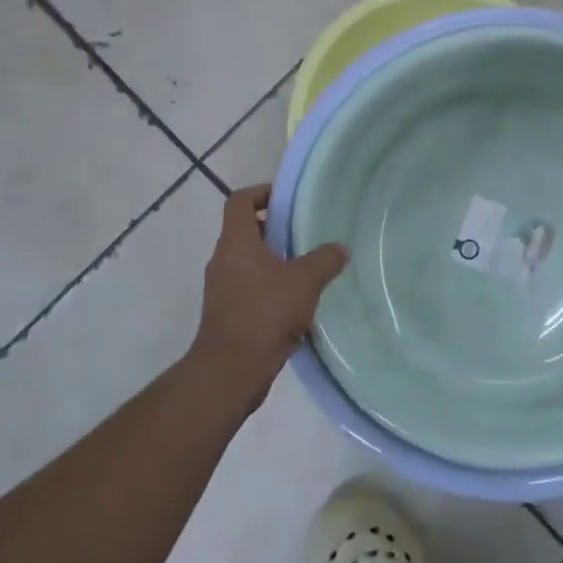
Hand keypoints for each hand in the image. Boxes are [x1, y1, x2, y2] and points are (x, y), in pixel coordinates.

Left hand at [189, 185, 348, 409]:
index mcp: (236, 242)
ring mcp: (221, 287)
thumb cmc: (265, 313)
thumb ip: (325, 260)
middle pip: (245, 229)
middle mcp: (223, 259)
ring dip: (273, 259)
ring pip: (247, 260)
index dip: (262, 192)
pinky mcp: (226, 311)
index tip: (288, 201)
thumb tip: (340, 248)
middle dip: (274, 228)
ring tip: (306, 267)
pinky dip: (269, 285)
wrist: (231, 370)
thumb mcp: (305, 281)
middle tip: (305, 233)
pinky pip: (248, 286)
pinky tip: (295, 300)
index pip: (240, 200)